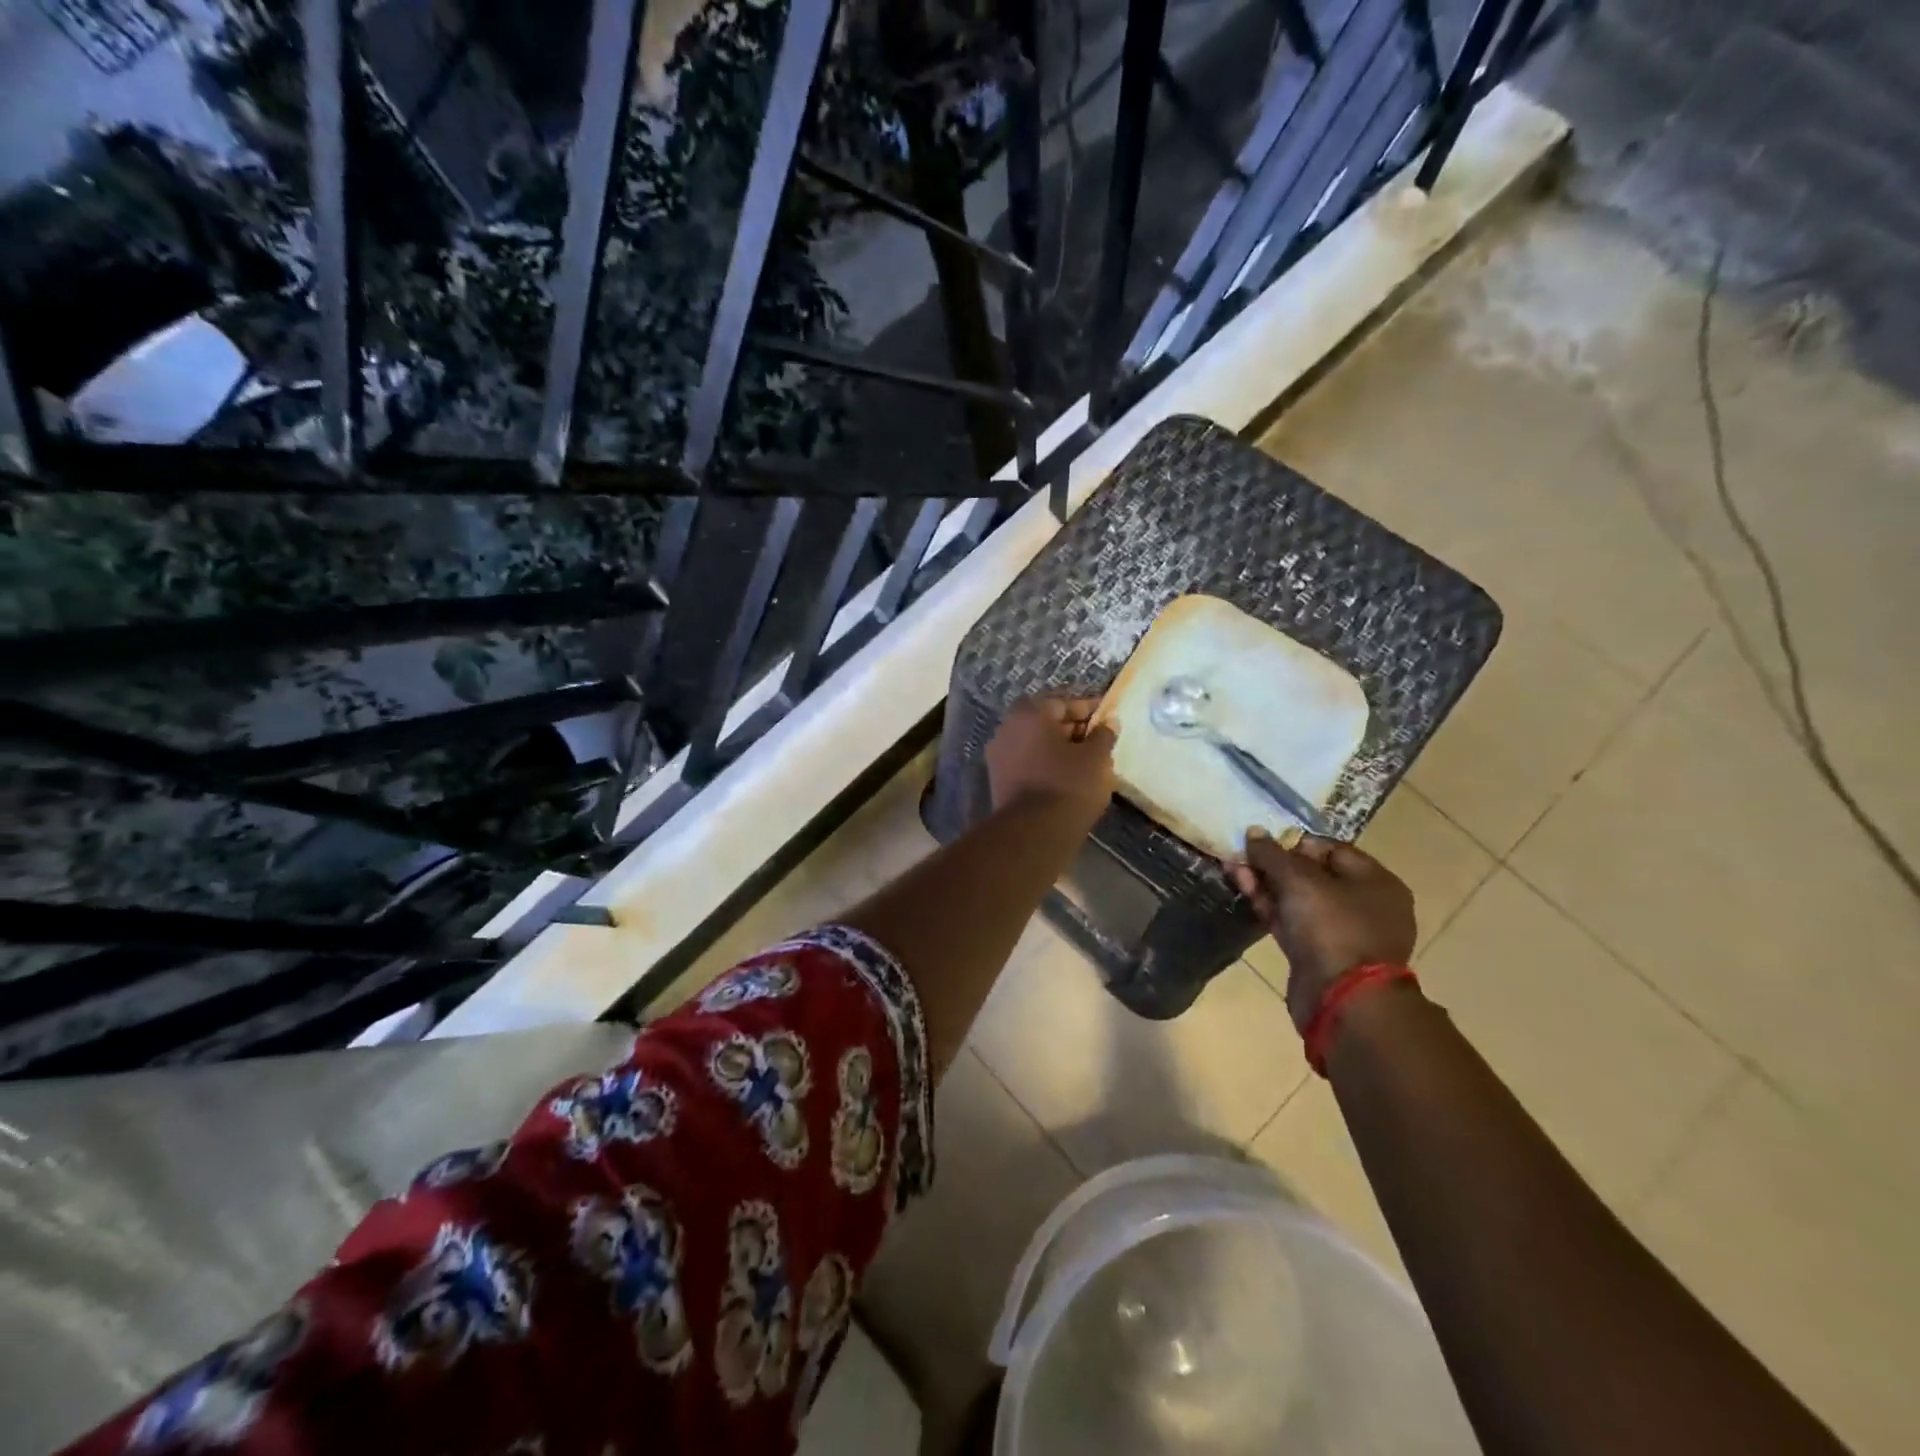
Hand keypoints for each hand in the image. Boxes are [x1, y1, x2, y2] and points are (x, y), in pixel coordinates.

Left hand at [985, 697, 1115, 825]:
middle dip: (1072, 729)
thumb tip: (1108, 723)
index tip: (1107, 718)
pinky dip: (1046, 765)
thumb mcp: (1096, 758)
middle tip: (1098, 741)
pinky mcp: (998, 780)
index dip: (1088, 709)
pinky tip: (1066, 778)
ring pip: (1035, 744)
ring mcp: (998, 755)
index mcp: (1029, 714)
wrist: (1033, 833)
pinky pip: (1027, 763)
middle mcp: (1007, 728)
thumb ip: (1103, 735)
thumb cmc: (1069, 785)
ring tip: (1086, 762)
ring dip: (1058, 749)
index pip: (1063, 703)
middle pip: (1045, 722)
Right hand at [1228, 831, 1415, 1029]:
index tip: (1262, 841)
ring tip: (1232, 867)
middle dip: (1274, 863)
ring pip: (1297, 898)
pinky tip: (1243, 889)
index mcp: (1376, 881)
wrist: (1342, 1001)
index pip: (1330, 848)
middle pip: (1312, 873)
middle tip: (1240, 853)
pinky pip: (1291, 920)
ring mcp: (1340, 931)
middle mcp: (1363, 904)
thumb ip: (1273, 854)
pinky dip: (1268, 906)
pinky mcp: (1317, 953)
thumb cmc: (1333, 928)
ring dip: (1265, 883)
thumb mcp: (1300, 881)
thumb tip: (1254, 832)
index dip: (1293, 841)